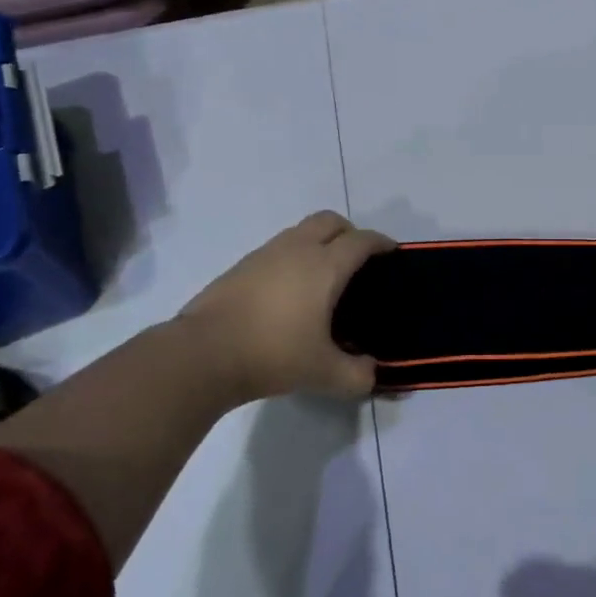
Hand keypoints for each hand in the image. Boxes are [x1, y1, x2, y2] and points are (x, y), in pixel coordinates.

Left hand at [177, 211, 394, 404]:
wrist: (203, 353)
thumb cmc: (273, 354)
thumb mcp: (324, 374)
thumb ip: (358, 375)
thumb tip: (373, 374)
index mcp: (325, 266)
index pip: (362, 240)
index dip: (381, 243)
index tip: (392, 254)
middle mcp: (298, 249)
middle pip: (330, 221)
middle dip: (350, 232)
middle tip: (358, 260)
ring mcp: (266, 253)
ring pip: (301, 231)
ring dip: (319, 242)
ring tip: (324, 277)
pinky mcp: (242, 265)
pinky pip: (279, 248)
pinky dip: (294, 257)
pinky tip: (290, 291)